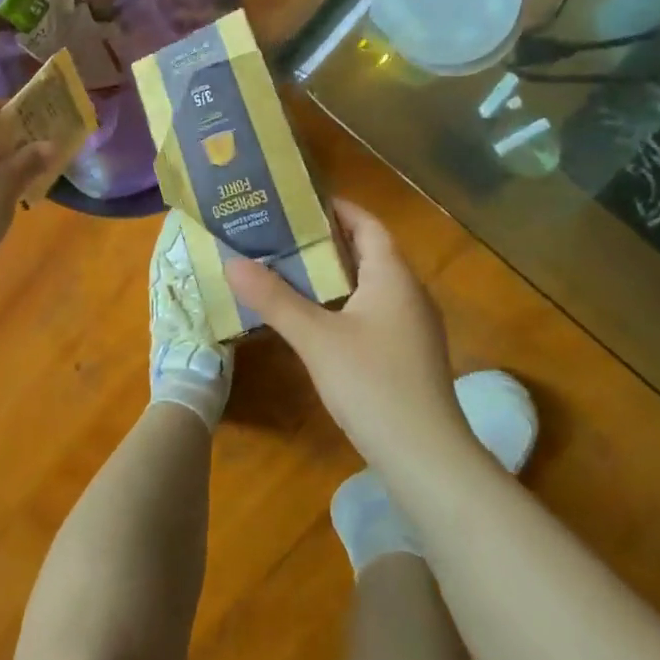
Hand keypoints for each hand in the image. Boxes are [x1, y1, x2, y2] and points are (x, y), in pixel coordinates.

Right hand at [225, 200, 468, 469]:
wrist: (426, 458)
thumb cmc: (373, 384)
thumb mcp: (316, 338)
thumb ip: (274, 299)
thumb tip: (232, 262)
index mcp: (393, 276)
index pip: (368, 225)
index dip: (337, 208)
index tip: (299, 201)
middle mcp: (409, 293)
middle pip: (369, 252)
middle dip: (328, 240)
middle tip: (282, 234)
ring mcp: (413, 327)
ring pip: (371, 285)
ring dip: (335, 274)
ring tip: (290, 269)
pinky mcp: (409, 355)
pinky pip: (374, 311)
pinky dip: (345, 303)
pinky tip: (316, 318)